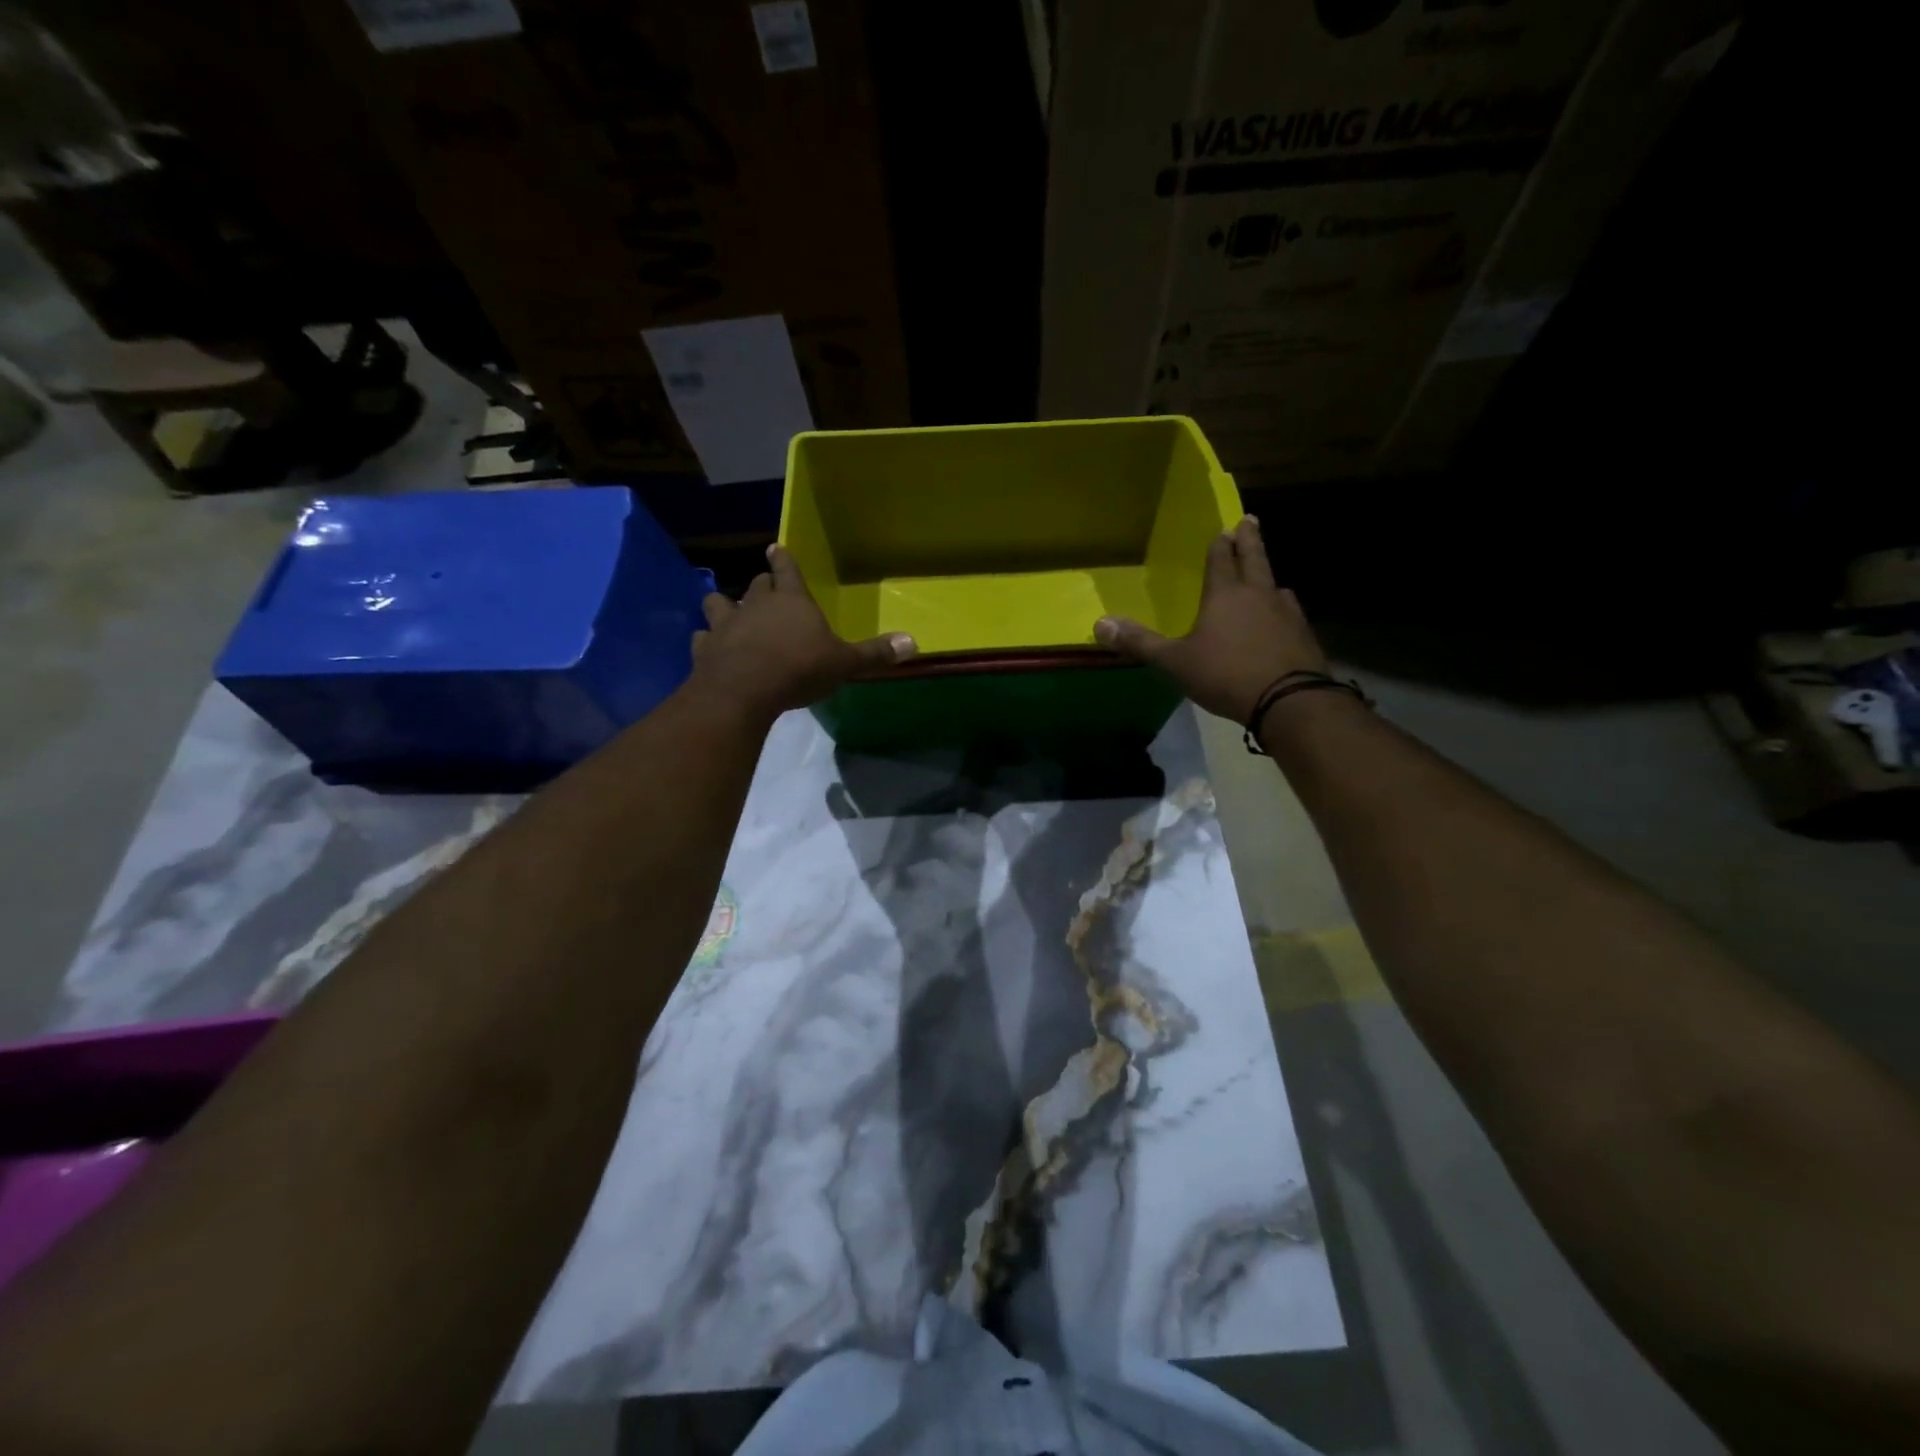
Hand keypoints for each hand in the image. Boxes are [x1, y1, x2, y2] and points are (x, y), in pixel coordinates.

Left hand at [690, 544, 915, 720]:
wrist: (744, 690)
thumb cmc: (798, 669)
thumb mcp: (844, 663)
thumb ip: (874, 654)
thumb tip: (914, 642)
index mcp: (791, 601)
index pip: (787, 570)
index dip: (784, 560)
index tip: (776, 548)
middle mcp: (755, 605)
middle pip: (756, 584)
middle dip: (761, 583)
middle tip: (765, 587)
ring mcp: (725, 625)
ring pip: (719, 602)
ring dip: (724, 605)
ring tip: (727, 612)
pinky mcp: (704, 649)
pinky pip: (702, 638)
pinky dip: (706, 641)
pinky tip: (709, 647)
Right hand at [1095, 515, 1326, 724]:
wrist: (1288, 700)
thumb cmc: (1225, 675)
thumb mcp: (1174, 662)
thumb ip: (1139, 642)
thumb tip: (1099, 623)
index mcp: (1225, 594)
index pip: (1221, 559)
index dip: (1219, 544)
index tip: (1223, 529)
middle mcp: (1258, 594)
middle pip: (1254, 558)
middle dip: (1249, 539)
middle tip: (1249, 520)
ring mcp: (1286, 612)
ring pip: (1275, 585)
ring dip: (1267, 576)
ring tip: (1264, 576)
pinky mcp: (1304, 634)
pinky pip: (1289, 612)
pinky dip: (1281, 608)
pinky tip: (1280, 618)